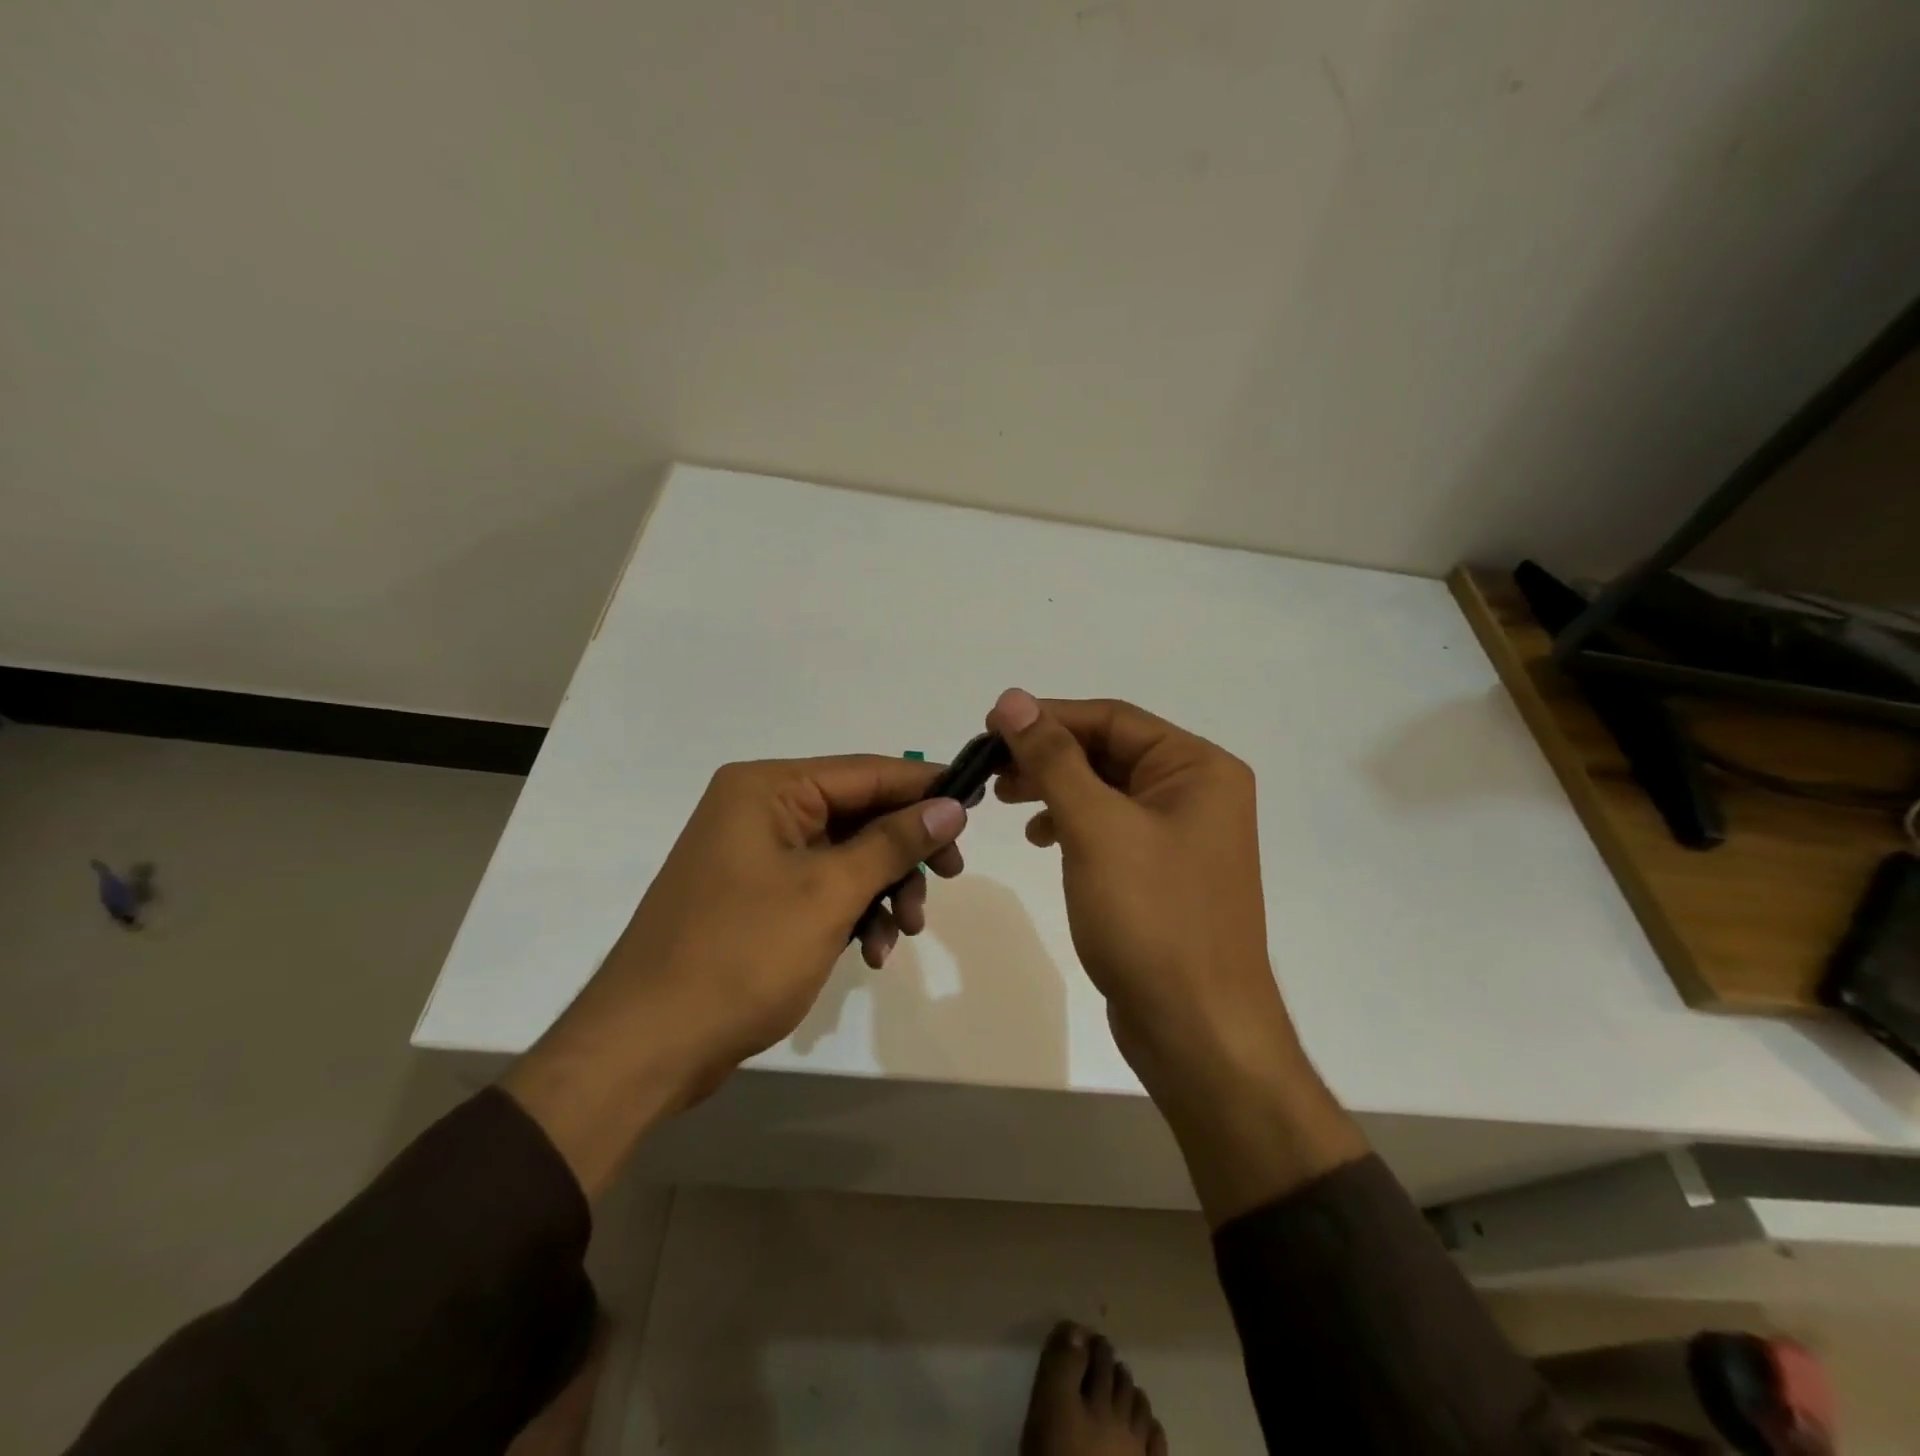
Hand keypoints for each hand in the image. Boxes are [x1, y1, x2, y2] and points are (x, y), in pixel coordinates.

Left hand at [505, 754, 967, 1192]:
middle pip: (858, 813)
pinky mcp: (756, 896)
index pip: (865, 771)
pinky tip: (872, 950)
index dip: (924, 787)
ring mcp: (755, 854)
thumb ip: (894, 842)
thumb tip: (951, 804)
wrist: (649, 1045)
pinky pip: (821, 887)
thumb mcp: (829, 893)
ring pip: (846, 855)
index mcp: (768, 788)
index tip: (977, 806)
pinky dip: (852, 912)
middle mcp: (759, 809)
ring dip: (883, 889)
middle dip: (903, 852)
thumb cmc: (741, 955)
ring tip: (903, 932)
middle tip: (948, 878)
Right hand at [986, 689, 1365, 1222]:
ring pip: (1106, 789)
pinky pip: (1111, 828)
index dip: (1047, 717)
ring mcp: (1182, 835)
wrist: (1198, 1031)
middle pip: (1109, 751)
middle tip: (990, 768)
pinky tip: (1043, 837)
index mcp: (1198, 768)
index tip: (989, 727)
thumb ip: (1052, 758)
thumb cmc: (1151, 918)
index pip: (1112, 719)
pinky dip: (1073, 824)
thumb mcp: (1096, 827)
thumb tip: (1012, 699)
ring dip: (1056, 788)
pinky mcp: (1163, 872)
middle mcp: (1197, 792)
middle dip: (1048, 755)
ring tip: (1006, 800)